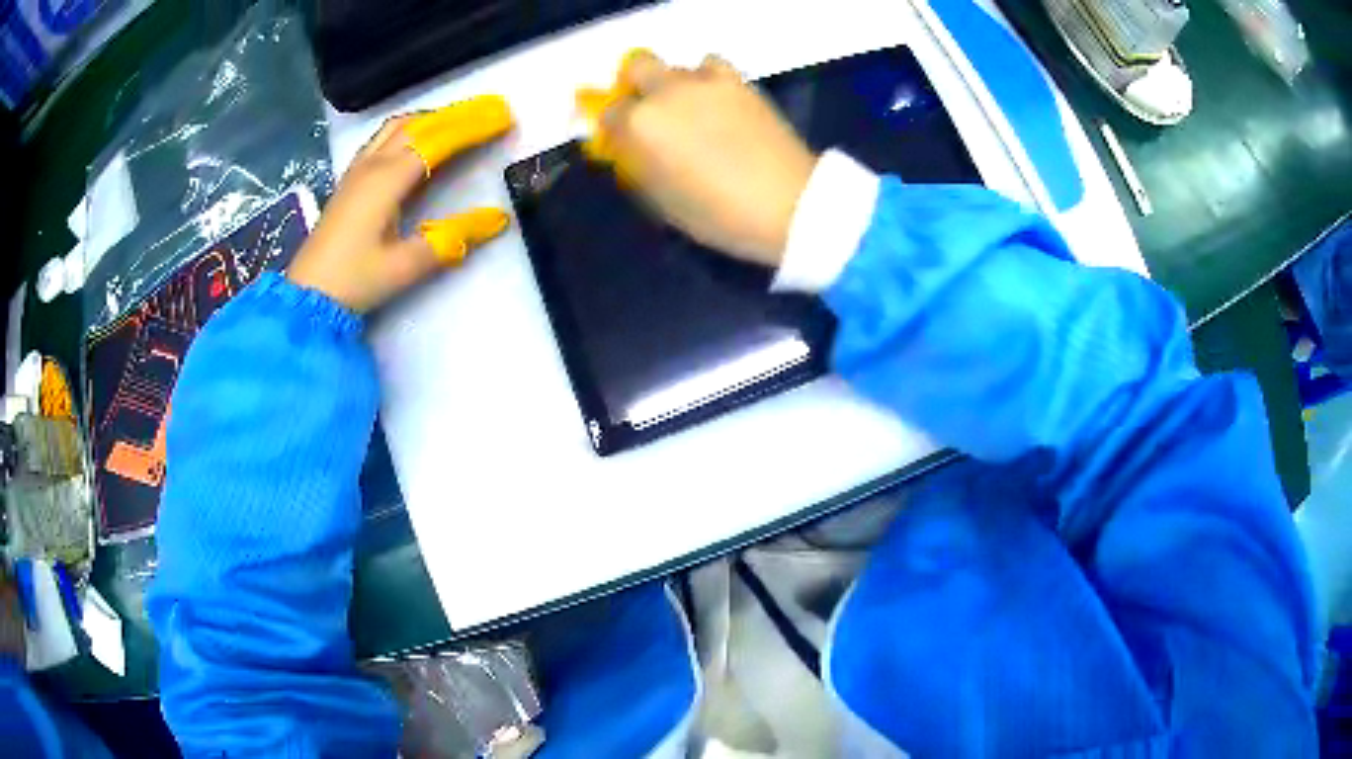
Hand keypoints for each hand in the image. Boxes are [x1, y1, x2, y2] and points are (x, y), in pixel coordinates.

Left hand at [287, 96, 514, 312]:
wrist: (306, 296)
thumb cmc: (354, 280)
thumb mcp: (406, 265)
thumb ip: (450, 239)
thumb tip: (496, 219)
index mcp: (387, 179)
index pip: (438, 140)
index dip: (472, 127)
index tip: (504, 118)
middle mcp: (372, 164)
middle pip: (418, 124)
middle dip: (456, 115)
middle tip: (489, 112)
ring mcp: (357, 170)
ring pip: (398, 126)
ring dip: (431, 119)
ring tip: (459, 122)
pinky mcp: (349, 181)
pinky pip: (384, 139)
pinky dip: (410, 130)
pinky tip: (418, 142)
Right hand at [578, 51, 816, 266]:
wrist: (789, 205)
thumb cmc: (719, 215)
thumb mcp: (663, 202)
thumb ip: (639, 166)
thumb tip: (630, 149)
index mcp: (641, 125)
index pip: (609, 113)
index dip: (615, 129)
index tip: (625, 142)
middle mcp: (667, 93)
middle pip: (638, 67)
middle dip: (637, 87)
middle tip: (650, 113)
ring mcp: (705, 82)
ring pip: (676, 66)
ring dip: (675, 85)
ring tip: (692, 111)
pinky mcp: (739, 82)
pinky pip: (711, 65)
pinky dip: (708, 78)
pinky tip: (717, 102)